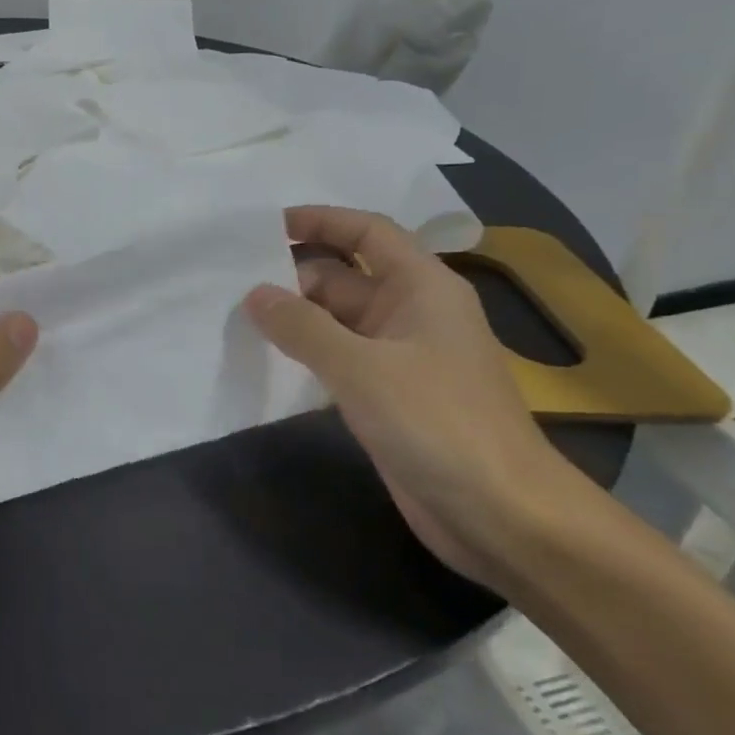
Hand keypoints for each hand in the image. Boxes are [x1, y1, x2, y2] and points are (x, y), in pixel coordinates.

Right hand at [243, 207, 574, 587]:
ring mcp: (400, 357)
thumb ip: (302, 327)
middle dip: (294, 274)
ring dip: (295, 317)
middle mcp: (412, 313)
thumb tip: (255, 294)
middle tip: (233, 282)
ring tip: (237, 315)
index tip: (266, 227)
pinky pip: (339, 358)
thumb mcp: (362, 368)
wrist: (501, 514)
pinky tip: (266, 359)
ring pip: (338, 320)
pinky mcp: (388, 396)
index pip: (368, 232)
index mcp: (422, 287)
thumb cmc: (438, 424)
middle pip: (345, 276)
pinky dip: (305, 353)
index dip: (321, 220)